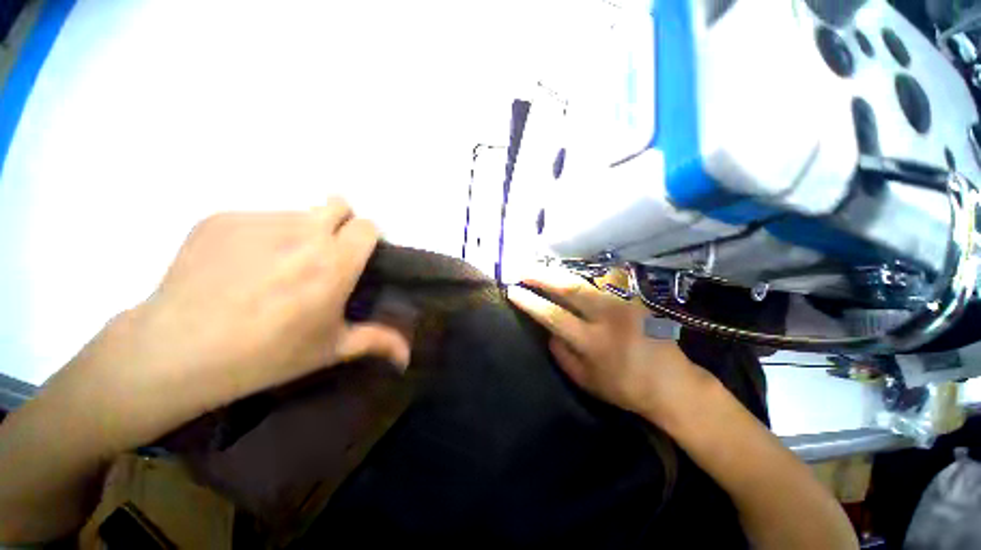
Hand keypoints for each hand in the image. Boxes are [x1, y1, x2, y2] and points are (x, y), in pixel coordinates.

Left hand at [49, 198, 410, 451]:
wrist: (176, 351)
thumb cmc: (267, 354)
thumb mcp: (330, 348)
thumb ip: (377, 342)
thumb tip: (408, 357)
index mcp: (335, 262)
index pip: (367, 225)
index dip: (366, 238)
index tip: (357, 256)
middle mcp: (303, 232)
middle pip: (337, 204)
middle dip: (339, 223)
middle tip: (322, 255)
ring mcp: (259, 221)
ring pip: (297, 212)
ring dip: (299, 232)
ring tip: (276, 267)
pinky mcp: (220, 219)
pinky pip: (257, 217)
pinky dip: (260, 235)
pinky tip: (240, 267)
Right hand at [506, 266, 711, 424]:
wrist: (672, 384)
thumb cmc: (624, 387)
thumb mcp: (584, 379)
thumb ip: (560, 352)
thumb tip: (546, 327)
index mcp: (593, 343)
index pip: (553, 315)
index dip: (530, 301)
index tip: (513, 290)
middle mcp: (609, 317)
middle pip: (570, 287)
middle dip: (542, 275)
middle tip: (523, 269)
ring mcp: (625, 303)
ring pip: (587, 278)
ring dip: (560, 272)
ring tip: (541, 269)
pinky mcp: (634, 297)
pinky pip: (603, 279)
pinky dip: (582, 275)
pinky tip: (570, 274)